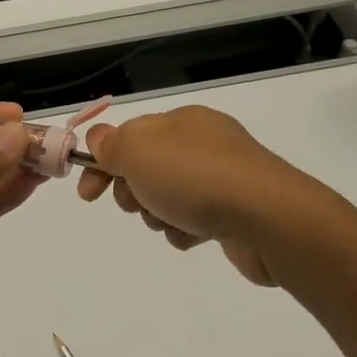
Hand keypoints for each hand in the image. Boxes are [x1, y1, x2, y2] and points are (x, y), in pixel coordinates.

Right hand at [76, 106, 300, 286]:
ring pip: (166, 199)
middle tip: (140, 201)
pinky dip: (186, 231)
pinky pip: (193, 221)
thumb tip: (100, 139)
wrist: (268, 219)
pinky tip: (196, 235)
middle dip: (133, 191)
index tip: (88, 194)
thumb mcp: (139, 150)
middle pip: (146, 169)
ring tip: (174, 220)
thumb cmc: (196, 178)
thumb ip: (111, 143)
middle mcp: (203, 144)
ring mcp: (222, 178)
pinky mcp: (235, 212)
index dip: (101, 163)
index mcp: (181, 122)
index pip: (127, 136)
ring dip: (158, 214)